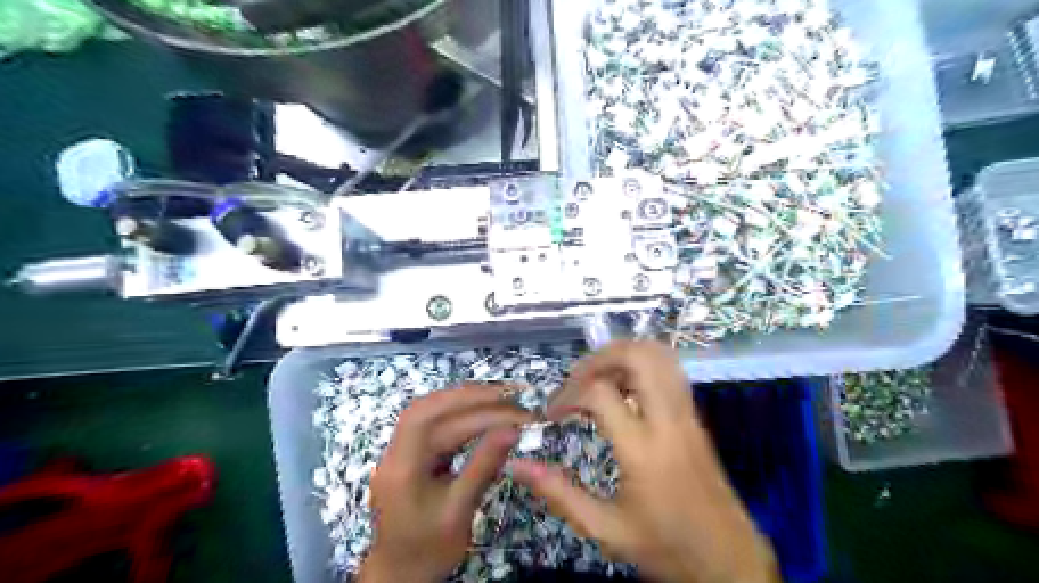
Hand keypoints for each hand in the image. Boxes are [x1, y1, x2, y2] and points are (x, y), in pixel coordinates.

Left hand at [360, 384, 535, 579]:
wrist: (399, 574)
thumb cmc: (429, 549)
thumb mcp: (459, 511)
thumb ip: (484, 466)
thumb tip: (512, 430)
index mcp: (402, 467)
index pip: (434, 421)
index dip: (472, 407)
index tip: (511, 408)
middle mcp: (396, 451)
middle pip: (429, 408)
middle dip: (470, 396)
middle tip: (510, 395)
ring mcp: (401, 451)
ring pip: (431, 411)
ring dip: (465, 401)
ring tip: (500, 398)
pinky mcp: (411, 454)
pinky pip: (434, 423)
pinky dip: (459, 414)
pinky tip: (481, 413)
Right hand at [511, 341, 778, 581]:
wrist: (728, 560)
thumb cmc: (665, 545)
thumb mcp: (605, 528)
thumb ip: (559, 494)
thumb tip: (516, 465)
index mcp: (643, 448)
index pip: (599, 393)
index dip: (567, 394)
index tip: (553, 414)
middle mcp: (668, 420)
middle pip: (637, 355)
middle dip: (598, 358)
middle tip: (577, 381)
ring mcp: (687, 413)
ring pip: (659, 355)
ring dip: (622, 357)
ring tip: (598, 380)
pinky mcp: (695, 416)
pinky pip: (669, 371)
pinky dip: (641, 366)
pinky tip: (624, 391)